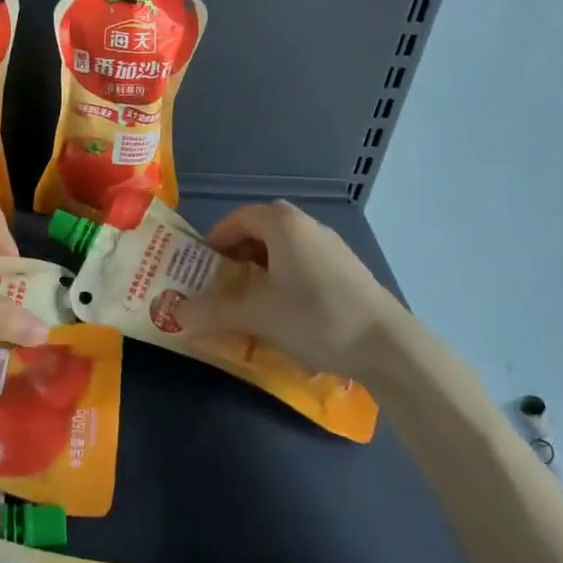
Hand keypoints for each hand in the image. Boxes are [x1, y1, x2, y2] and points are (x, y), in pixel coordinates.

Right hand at [178, 201, 404, 377]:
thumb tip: (177, 314)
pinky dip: (285, 277)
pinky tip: (286, 310)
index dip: (215, 239)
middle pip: (261, 230)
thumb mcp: (258, 315)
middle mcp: (307, 225)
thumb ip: (215, 311)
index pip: (238, 218)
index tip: (202, 266)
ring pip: (284, 248)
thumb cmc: (314, 317)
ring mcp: (331, 246)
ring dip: (262, 267)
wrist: (386, 344)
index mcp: (282, 225)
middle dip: (237, 255)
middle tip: (222, 283)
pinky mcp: (347, 268)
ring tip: (251, 300)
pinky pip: (304, 262)